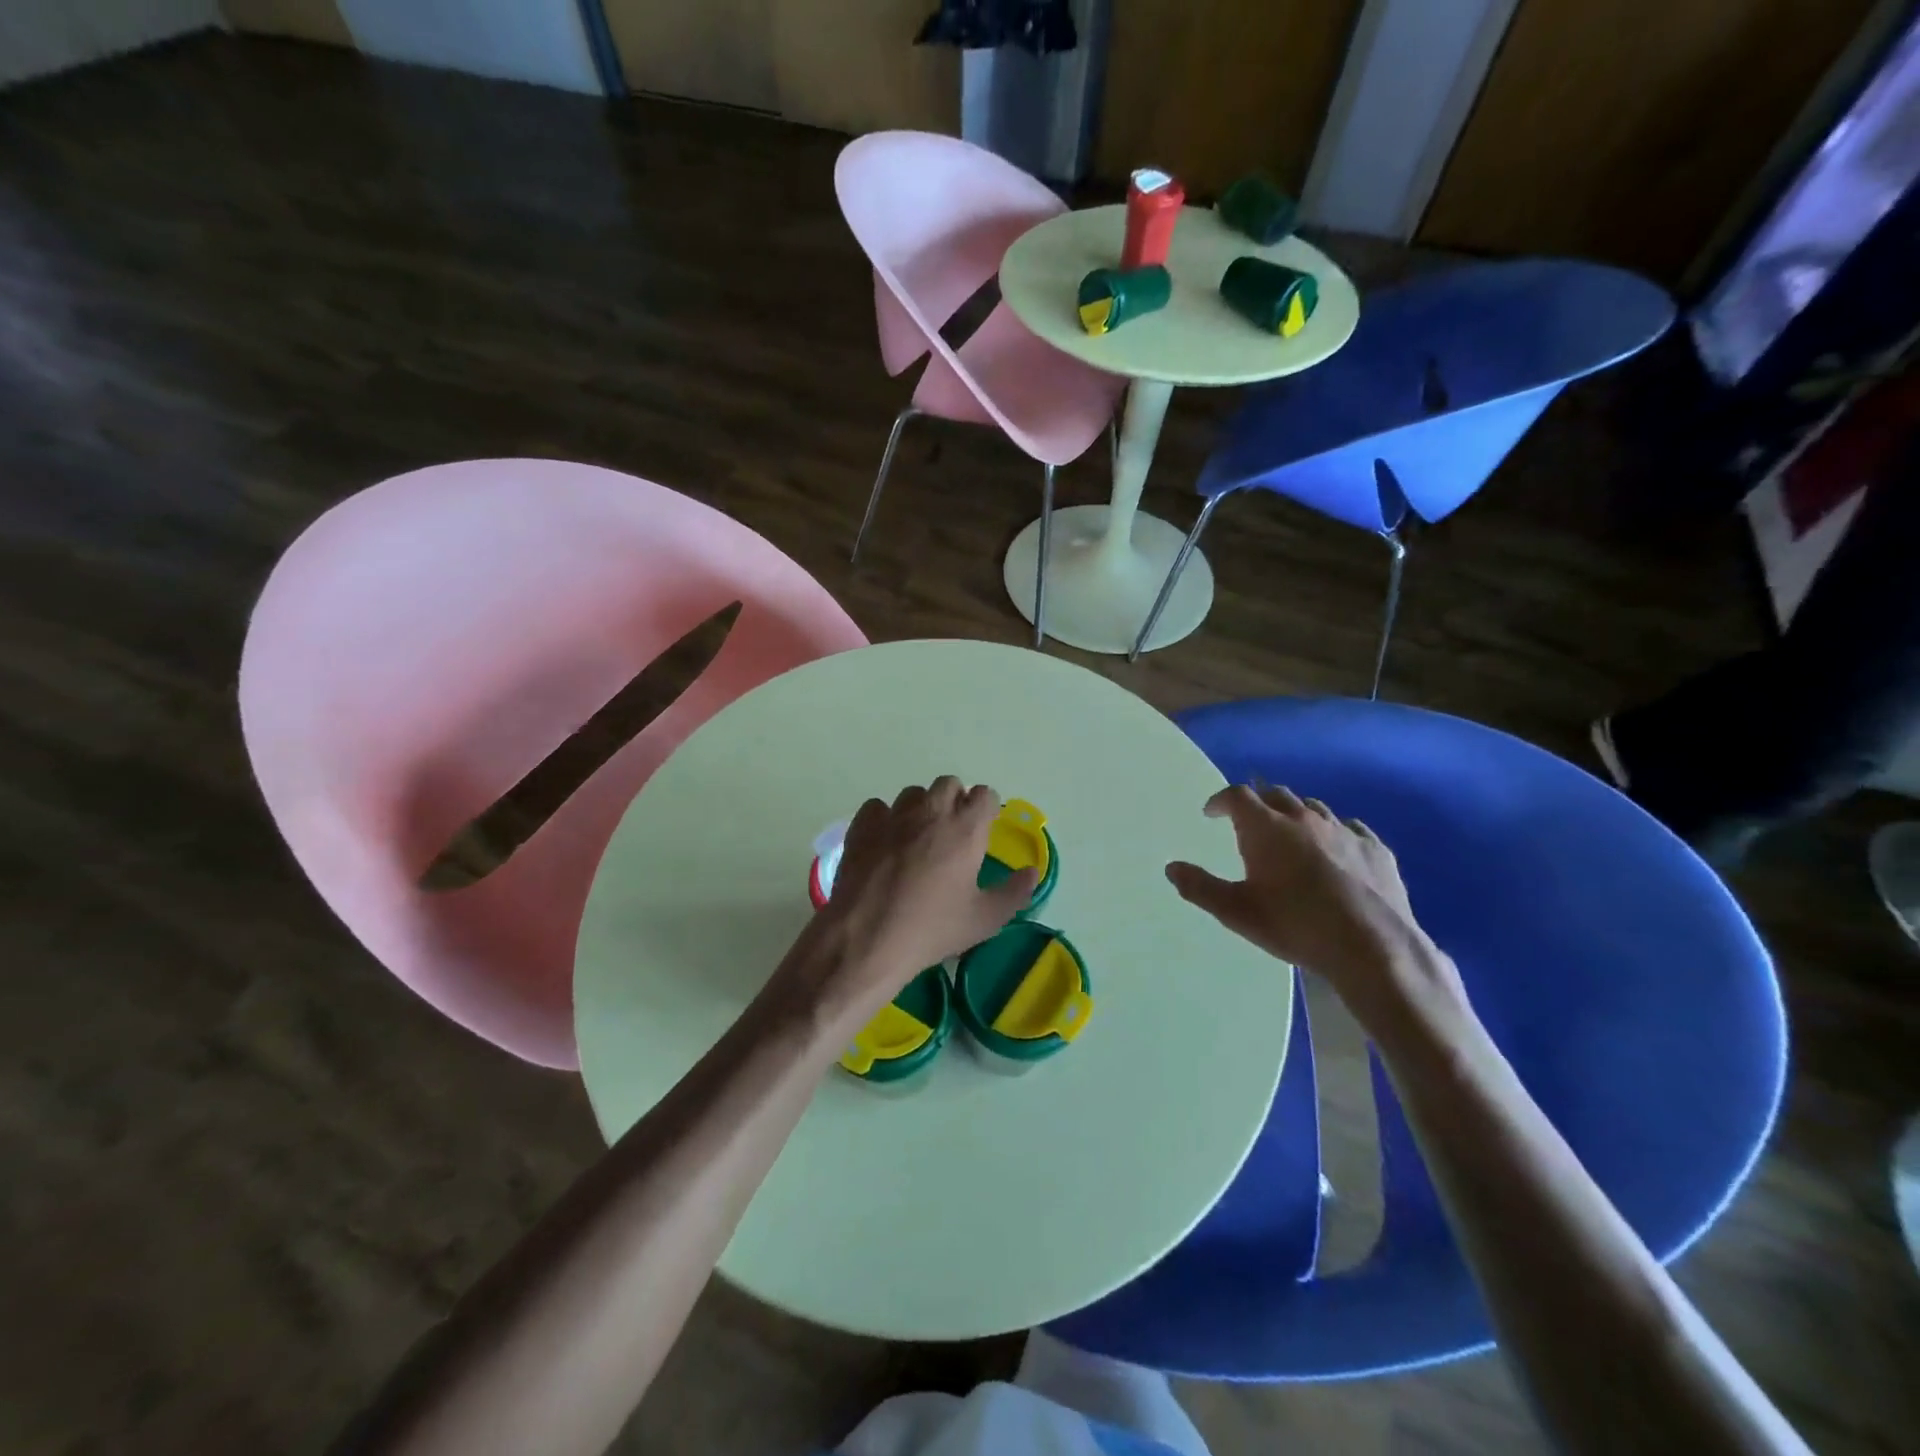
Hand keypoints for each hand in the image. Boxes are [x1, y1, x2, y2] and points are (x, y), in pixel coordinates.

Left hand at [776, 778, 1038, 1041]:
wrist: (868, 938)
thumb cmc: (933, 929)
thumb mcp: (984, 919)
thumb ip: (1014, 892)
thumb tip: (1032, 872)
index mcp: (966, 829)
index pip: (984, 794)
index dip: (986, 809)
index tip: (983, 829)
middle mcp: (931, 811)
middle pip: (949, 785)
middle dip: (954, 801)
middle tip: (951, 833)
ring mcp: (894, 815)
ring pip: (913, 794)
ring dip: (920, 808)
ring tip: (917, 838)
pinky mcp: (863, 825)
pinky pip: (878, 807)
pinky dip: (885, 819)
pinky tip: (884, 844)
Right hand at [1165, 784, 1466, 1035]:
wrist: (1373, 948)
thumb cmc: (1295, 926)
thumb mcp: (1236, 912)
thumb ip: (1200, 887)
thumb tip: (1172, 868)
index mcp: (1266, 828)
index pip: (1237, 795)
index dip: (1221, 801)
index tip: (1212, 813)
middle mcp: (1304, 819)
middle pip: (1275, 794)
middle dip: (1258, 803)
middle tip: (1249, 824)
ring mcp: (1344, 831)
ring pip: (1313, 808)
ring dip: (1295, 815)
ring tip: (1290, 836)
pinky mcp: (1376, 849)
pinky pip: (1350, 827)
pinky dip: (1334, 832)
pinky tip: (1336, 850)